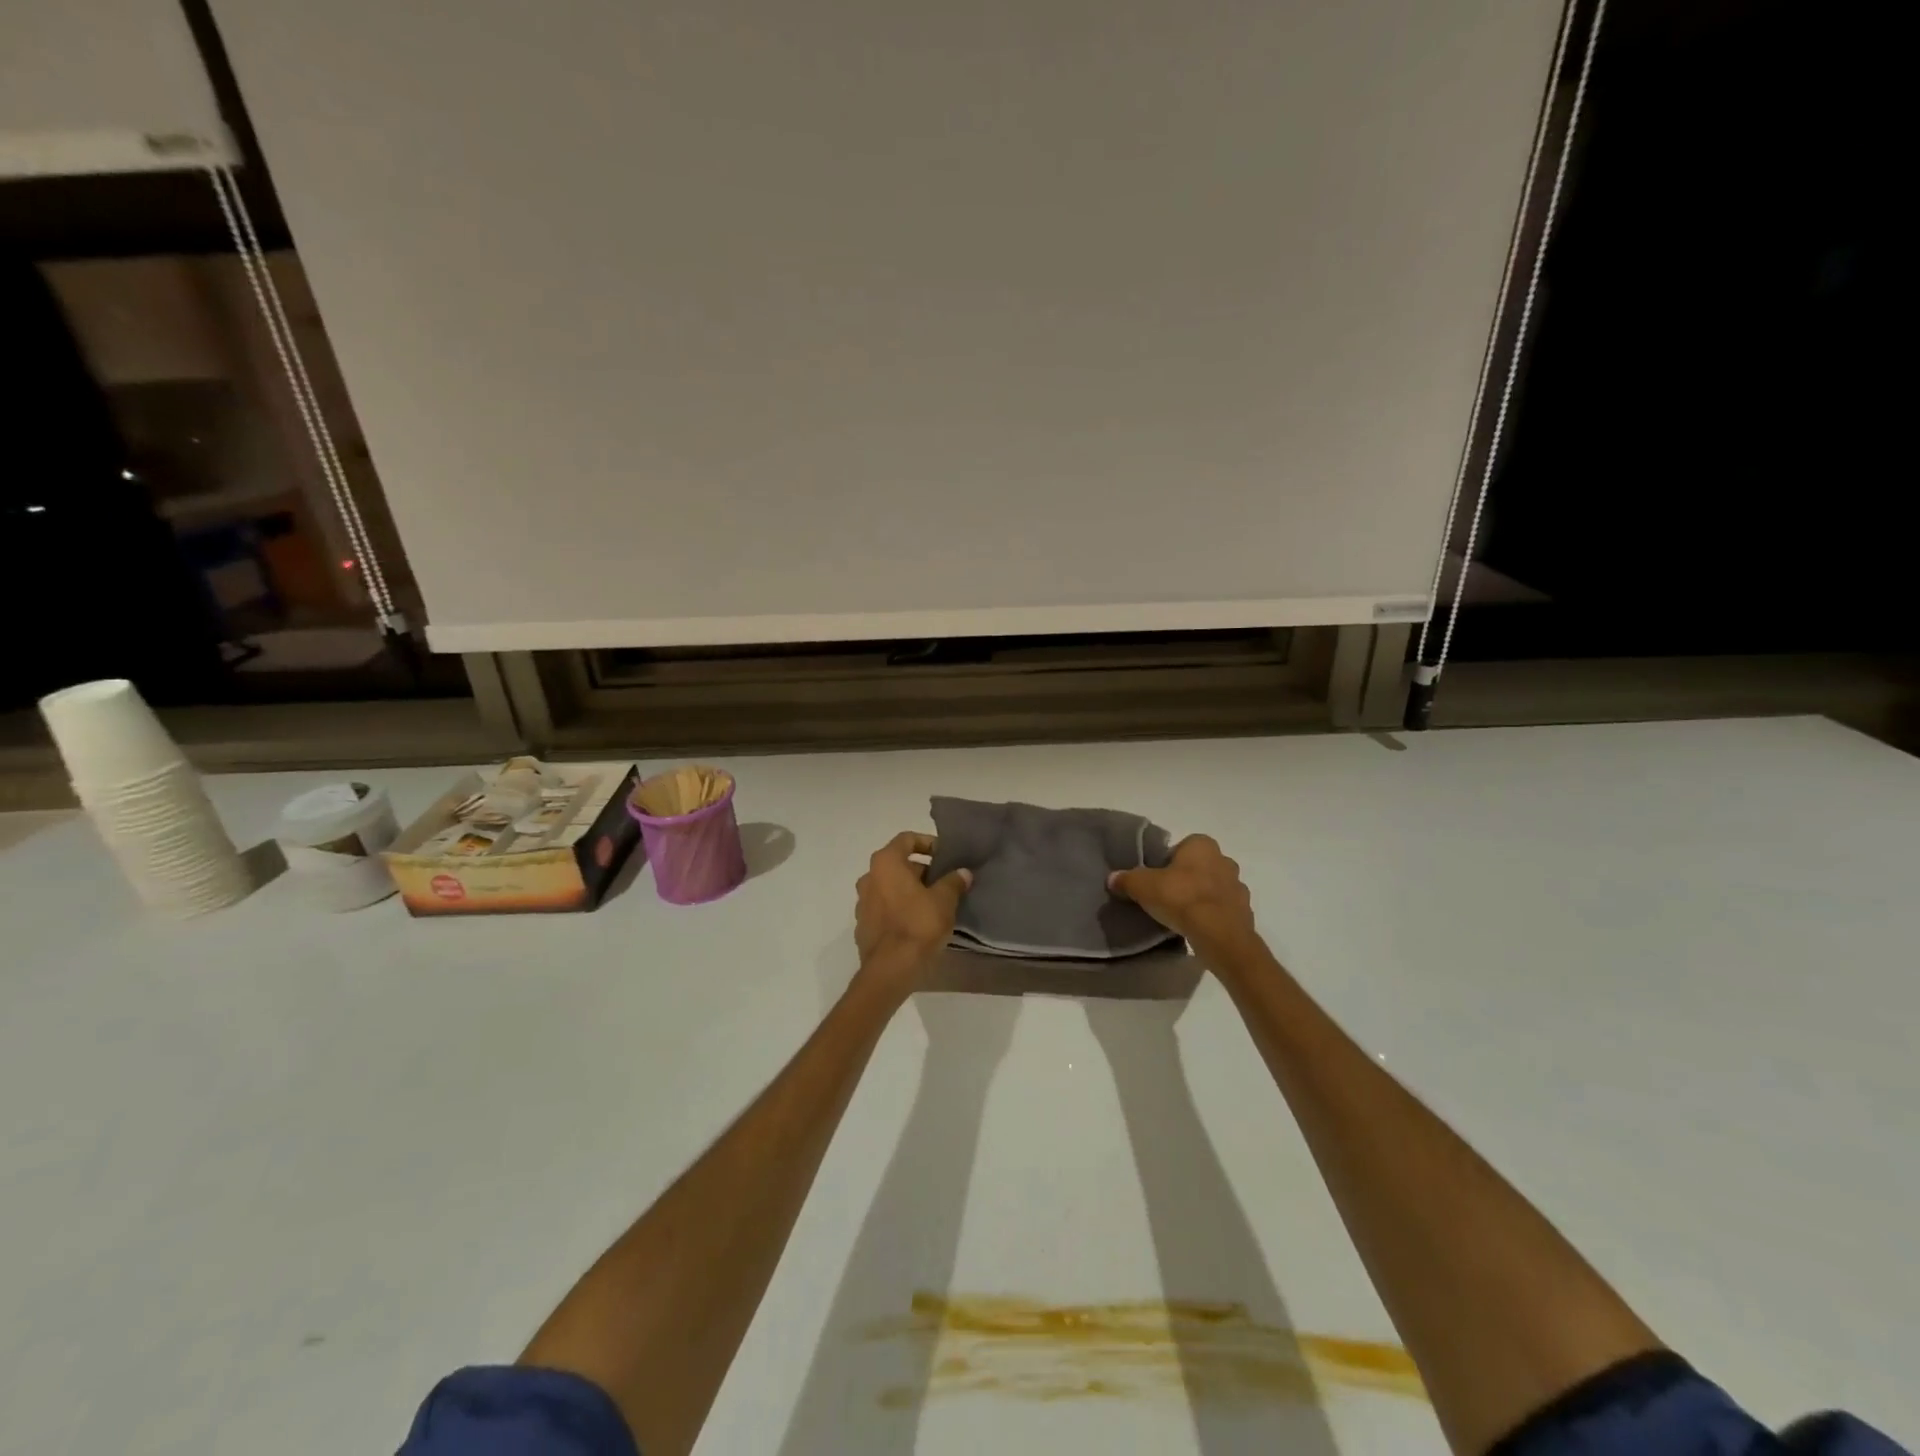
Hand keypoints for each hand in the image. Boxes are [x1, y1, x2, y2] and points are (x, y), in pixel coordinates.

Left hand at [854, 833, 971, 992]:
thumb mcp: (944, 901)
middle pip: (897, 864)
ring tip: (933, 904)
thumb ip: (953, 882)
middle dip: (921, 871)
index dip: (927, 843)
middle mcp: (869, 878)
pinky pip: (884, 908)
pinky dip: (899, 909)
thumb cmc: (918, 926)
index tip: (945, 855)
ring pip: (890, 887)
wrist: (890, 970)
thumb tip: (962, 873)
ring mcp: (862, 903)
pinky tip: (917, 923)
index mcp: (886, 863)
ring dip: (909, 891)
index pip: (906, 839)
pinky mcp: (863, 926)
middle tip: (944, 883)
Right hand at [1108, 834, 1255, 949]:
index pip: (1181, 847)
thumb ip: (1127, 879)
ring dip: (1201, 898)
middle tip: (1167, 896)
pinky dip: (1212, 916)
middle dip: (1186, 879)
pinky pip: (1223, 910)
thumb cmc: (1180, 898)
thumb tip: (1113, 879)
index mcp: (1202, 845)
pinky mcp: (1245, 912)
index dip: (1167, 862)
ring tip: (1181, 916)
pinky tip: (1197, 928)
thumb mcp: (1142, 886)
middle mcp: (1224, 860)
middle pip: (1199, 867)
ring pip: (1213, 888)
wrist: (1219, 935)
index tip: (1156, 880)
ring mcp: (1238, 887)